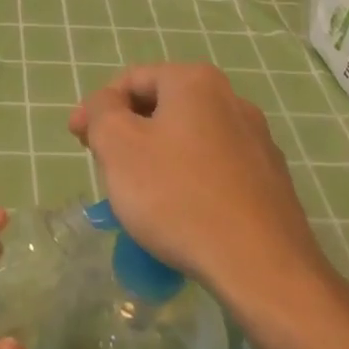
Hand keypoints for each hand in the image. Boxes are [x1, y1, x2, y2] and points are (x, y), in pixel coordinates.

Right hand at [69, 63, 336, 306]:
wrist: (262, 268)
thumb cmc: (178, 196)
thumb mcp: (118, 146)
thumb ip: (102, 111)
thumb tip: (107, 104)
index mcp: (195, 82)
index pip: (132, 79)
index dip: (97, 107)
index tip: (77, 141)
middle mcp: (232, 99)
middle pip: (162, 106)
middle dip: (128, 132)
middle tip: (105, 166)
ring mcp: (257, 140)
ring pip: (189, 139)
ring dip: (157, 158)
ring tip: (140, 196)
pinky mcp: (271, 181)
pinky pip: (215, 170)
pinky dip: (189, 182)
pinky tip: (180, 216)